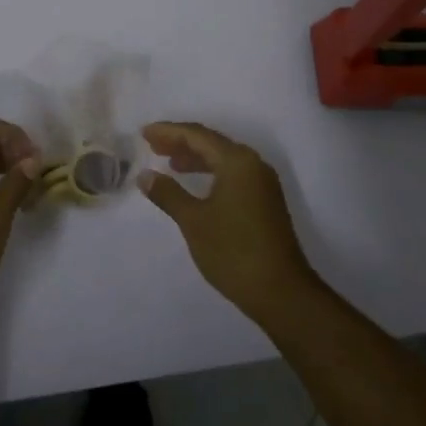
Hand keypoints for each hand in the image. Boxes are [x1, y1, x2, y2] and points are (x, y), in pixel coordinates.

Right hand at [140, 121, 317, 322]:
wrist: (282, 293)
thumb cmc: (234, 252)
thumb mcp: (194, 221)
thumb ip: (168, 194)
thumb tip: (145, 175)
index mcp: (237, 161)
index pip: (197, 135)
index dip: (168, 132)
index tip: (144, 133)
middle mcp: (252, 164)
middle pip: (211, 142)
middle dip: (181, 142)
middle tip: (152, 145)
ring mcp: (262, 182)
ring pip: (222, 158)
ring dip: (195, 158)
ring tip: (169, 163)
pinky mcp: (265, 200)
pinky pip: (232, 173)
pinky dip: (210, 172)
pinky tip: (195, 185)